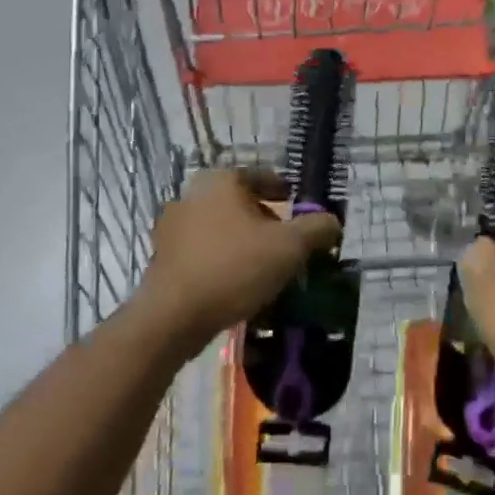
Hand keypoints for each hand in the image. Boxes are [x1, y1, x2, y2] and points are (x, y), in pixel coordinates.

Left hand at [139, 167, 341, 353]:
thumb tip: (332, 222)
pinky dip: (222, 260)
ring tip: (264, 266)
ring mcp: (172, 226)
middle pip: (240, 202)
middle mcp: (192, 195)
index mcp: (222, 181)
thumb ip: (317, 229)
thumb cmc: (235, 268)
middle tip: (286, 242)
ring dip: (243, 242)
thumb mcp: (290, 247)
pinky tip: (237, 283)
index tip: (300, 210)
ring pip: (220, 227)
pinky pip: (203, 251)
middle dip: (265, 220)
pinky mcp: (163, 257)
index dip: (285, 192)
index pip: (262, 176)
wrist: (173, 318)